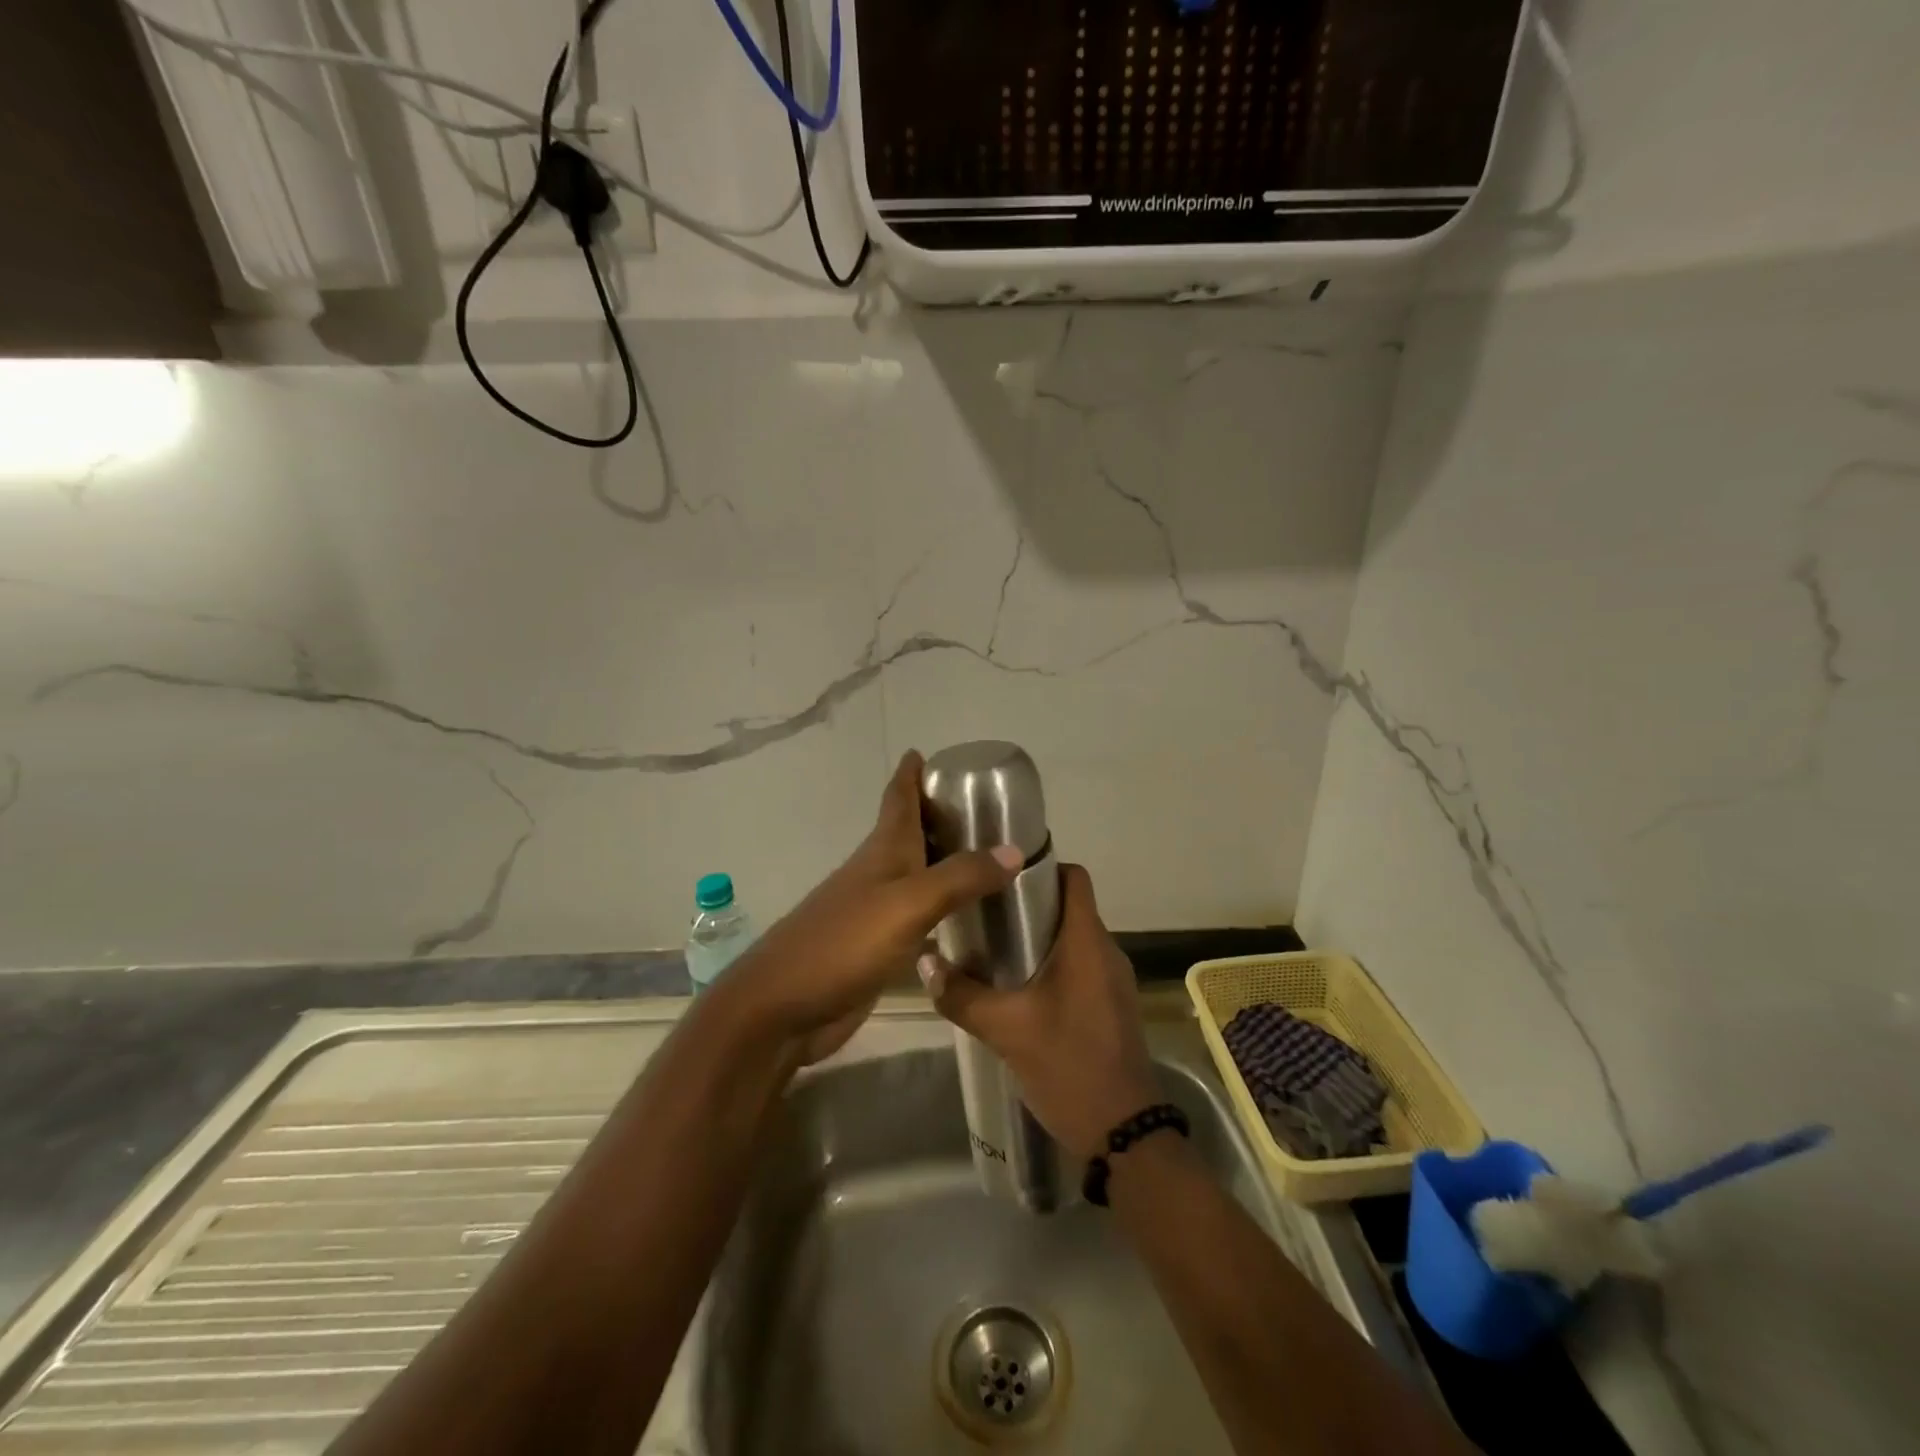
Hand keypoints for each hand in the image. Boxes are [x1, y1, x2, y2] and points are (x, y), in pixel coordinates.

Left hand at [724, 752, 1022, 1064]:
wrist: (782, 1008)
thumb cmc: (842, 944)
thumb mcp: (908, 904)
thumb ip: (960, 878)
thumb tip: (1014, 850)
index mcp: (882, 851)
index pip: (898, 798)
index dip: (911, 772)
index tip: (930, 752)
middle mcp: (878, 873)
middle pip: (909, 832)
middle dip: (939, 815)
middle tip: (986, 809)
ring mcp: (874, 911)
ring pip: (915, 873)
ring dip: (943, 861)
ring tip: (987, 857)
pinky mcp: (876, 947)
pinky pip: (917, 914)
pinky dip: (940, 906)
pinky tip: (964, 917)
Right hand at [922, 864, 1161, 1158]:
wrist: (1125, 1135)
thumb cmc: (1070, 1066)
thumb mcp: (1007, 1030)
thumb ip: (963, 995)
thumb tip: (925, 963)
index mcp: (1088, 943)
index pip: (1074, 877)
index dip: (1040, 866)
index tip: (999, 875)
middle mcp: (1106, 952)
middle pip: (1068, 906)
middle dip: (1027, 904)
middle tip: (982, 911)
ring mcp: (1112, 981)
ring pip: (1072, 939)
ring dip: (1036, 937)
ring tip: (991, 946)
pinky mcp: (1110, 1006)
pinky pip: (1078, 966)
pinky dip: (1049, 964)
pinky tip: (1016, 988)